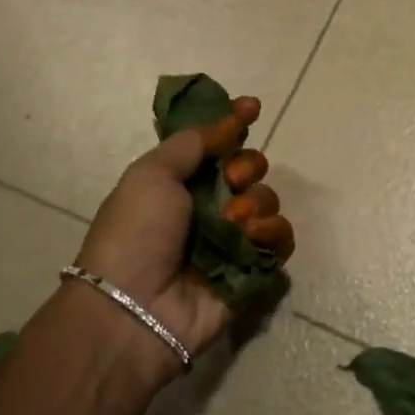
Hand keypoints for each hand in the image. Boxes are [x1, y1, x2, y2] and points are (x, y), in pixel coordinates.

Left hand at [68, 97, 294, 378]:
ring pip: (268, 201)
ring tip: (234, 221)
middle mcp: (209, 207)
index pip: (217, 144)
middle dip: (247, 167)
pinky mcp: (252, 269)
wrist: (134, 306)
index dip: (235, 123)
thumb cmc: (135, 233)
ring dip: (257, 202)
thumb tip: (227, 123)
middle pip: (250, 169)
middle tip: (230, 181)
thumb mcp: (151, 174)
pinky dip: (273, 232)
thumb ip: (192, 143)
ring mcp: (232, 239)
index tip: (253, 107)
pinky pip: (280, 240)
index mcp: (180, 182)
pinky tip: (254, 236)